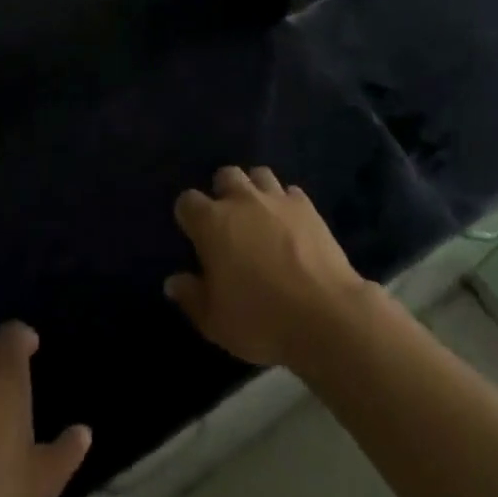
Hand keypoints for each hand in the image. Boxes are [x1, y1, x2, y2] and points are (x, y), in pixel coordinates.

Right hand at [165, 166, 375, 369]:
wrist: (324, 313)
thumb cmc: (260, 320)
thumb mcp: (214, 321)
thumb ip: (191, 297)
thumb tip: (173, 281)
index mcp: (213, 223)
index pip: (187, 201)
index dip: (188, 215)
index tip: (193, 234)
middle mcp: (242, 200)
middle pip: (225, 175)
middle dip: (223, 192)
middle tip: (228, 222)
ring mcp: (277, 198)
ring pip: (259, 175)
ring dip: (255, 189)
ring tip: (259, 216)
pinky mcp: (307, 205)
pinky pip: (290, 192)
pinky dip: (286, 203)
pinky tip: (290, 224)